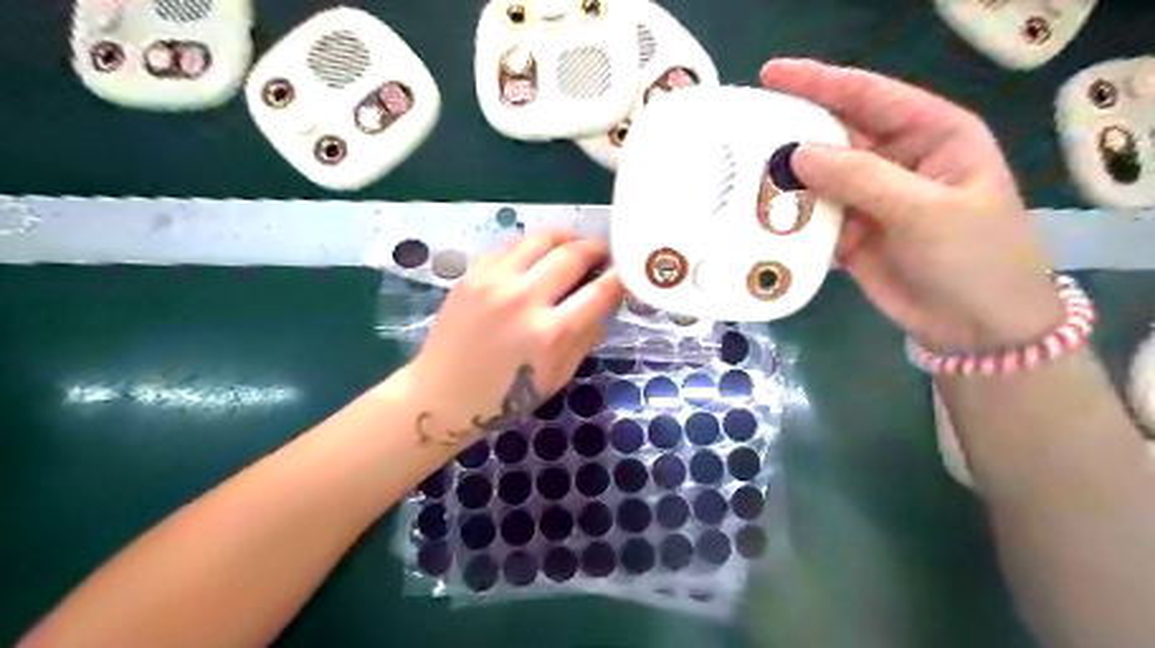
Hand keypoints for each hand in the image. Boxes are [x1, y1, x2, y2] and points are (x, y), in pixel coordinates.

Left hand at [405, 229, 623, 443]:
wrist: (442, 395)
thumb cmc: (505, 397)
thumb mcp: (557, 376)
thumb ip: (586, 337)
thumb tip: (607, 303)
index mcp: (551, 333)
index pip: (600, 291)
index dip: (621, 276)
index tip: (628, 270)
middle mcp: (524, 300)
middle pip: (573, 254)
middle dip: (596, 249)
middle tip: (603, 253)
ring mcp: (494, 282)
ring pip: (541, 238)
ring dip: (566, 237)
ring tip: (573, 245)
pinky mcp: (472, 274)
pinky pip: (510, 244)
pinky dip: (532, 244)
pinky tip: (538, 253)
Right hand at [759, 59, 1062, 353]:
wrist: (976, 327)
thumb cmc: (974, 258)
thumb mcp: (926, 212)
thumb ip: (863, 179)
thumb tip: (798, 154)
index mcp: (931, 136)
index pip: (870, 96)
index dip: (821, 81)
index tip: (771, 74)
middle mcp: (896, 161)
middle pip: (837, 135)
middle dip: (793, 131)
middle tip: (743, 129)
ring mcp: (869, 199)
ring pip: (819, 178)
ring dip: (785, 178)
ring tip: (740, 174)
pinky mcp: (849, 234)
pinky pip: (812, 217)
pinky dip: (788, 218)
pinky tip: (759, 216)